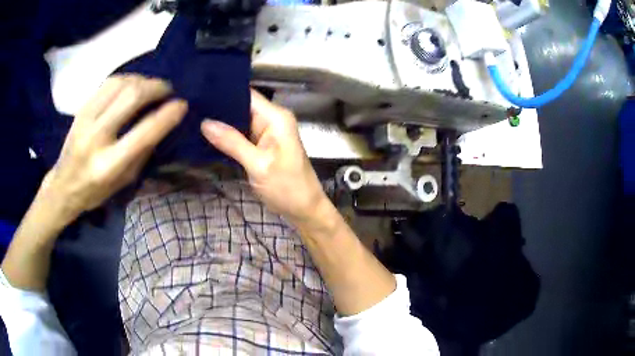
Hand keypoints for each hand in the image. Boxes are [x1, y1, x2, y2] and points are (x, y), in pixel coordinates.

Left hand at [42, 75, 186, 222]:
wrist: (63, 184)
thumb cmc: (96, 190)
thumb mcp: (124, 180)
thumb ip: (142, 150)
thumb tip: (162, 120)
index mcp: (109, 165)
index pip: (144, 133)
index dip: (167, 115)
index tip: (182, 105)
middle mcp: (96, 138)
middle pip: (132, 96)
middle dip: (156, 87)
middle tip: (167, 90)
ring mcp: (86, 119)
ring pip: (121, 83)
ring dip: (142, 80)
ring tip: (150, 87)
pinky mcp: (82, 108)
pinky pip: (109, 82)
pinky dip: (127, 79)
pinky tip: (132, 85)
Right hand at [201, 89, 326, 222]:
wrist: (303, 209)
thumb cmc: (287, 187)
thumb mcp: (258, 165)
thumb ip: (232, 142)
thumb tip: (204, 122)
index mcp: (276, 117)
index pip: (247, 95)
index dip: (223, 93)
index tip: (199, 94)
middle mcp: (271, 119)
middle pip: (241, 106)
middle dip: (218, 108)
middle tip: (190, 109)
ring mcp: (266, 132)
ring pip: (239, 121)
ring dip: (220, 123)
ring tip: (193, 119)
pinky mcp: (261, 145)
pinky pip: (240, 134)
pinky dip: (226, 136)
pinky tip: (206, 135)